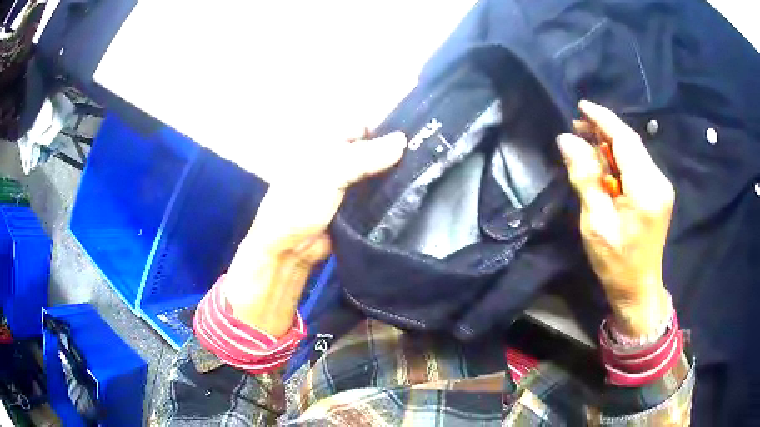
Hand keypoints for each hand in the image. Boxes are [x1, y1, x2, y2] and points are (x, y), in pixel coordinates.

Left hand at [224, 131, 406, 335]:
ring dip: (396, 175)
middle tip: (424, 157)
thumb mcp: (329, 173)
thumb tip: (402, 141)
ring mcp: (348, 184)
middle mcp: (339, 160)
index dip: (384, 128)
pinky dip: (393, 195)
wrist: (289, 249)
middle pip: (373, 149)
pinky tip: (415, 194)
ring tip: (425, 175)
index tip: (414, 136)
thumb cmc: (299, 203)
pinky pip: (378, 196)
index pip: (361, 126)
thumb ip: (365, 156)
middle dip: (395, 153)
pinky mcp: (357, 206)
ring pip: (378, 173)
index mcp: (326, 144)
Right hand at [556, 101, 673, 337]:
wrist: (639, 288)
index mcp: (646, 190)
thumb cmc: (615, 263)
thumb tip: (567, 141)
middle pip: (631, 142)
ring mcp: (661, 186)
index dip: (603, 120)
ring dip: (610, 142)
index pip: (625, 140)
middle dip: (604, 129)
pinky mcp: (659, 191)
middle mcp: (659, 181)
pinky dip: (619, 156)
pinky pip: (637, 163)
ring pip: (634, 151)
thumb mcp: (595, 224)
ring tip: (585, 140)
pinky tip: (604, 161)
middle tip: (576, 126)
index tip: (581, 106)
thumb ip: (585, 178)